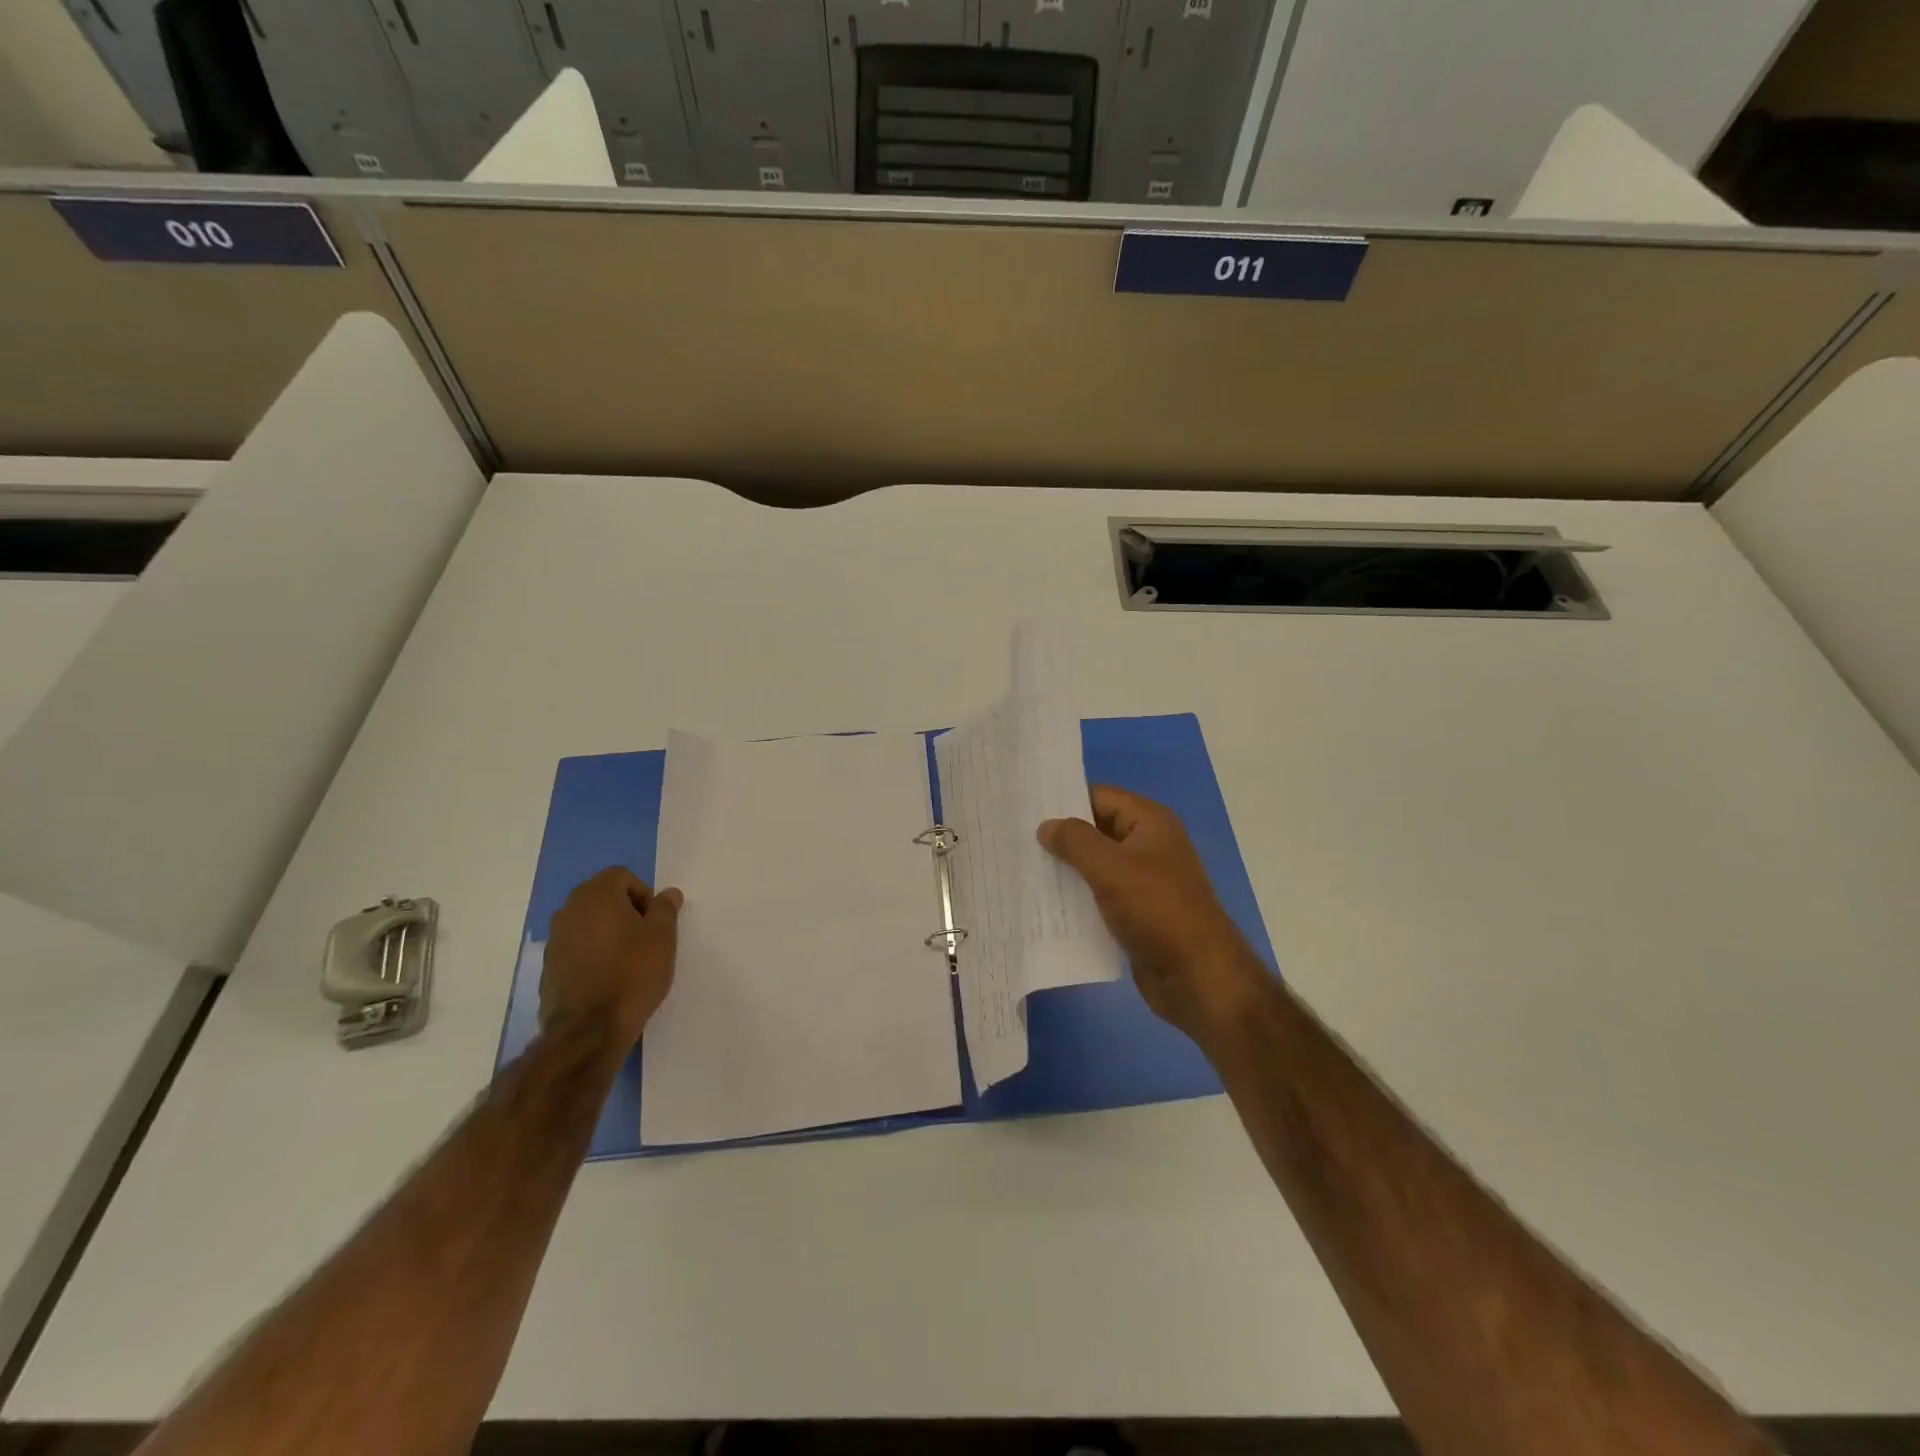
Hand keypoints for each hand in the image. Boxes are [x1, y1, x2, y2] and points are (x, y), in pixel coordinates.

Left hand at [541, 867, 682, 1052]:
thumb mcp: (663, 936)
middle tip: (645, 938)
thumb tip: (668, 894)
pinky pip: (576, 948)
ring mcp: (554, 940)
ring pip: (588, 923)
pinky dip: (592, 954)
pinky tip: (608, 978)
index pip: (622, 876)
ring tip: (628, 960)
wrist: (589, 1029)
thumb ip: (665, 909)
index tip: (655, 922)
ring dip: (608, 932)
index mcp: (596, 895)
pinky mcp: (548, 967)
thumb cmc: (633, 972)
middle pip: (602, 897)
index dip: (644, 894)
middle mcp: (569, 910)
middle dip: (626, 911)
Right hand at [1040, 786, 1266, 1041]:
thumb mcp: (1111, 868)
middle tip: (1016, 841)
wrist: (1198, 976)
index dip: (1064, 800)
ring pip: (1096, 865)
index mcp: (1150, 823)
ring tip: (1022, 870)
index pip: (1099, 796)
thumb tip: (1046, 826)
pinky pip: (1100, 896)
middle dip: (1060, 837)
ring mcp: (1144, 880)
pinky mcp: (1137, 913)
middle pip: (1096, 830)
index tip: (1025, 809)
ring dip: (1065, 870)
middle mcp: (1148, 845)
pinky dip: (1077, 898)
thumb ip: (1075, 841)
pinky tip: (1046, 905)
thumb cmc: (1157, 911)